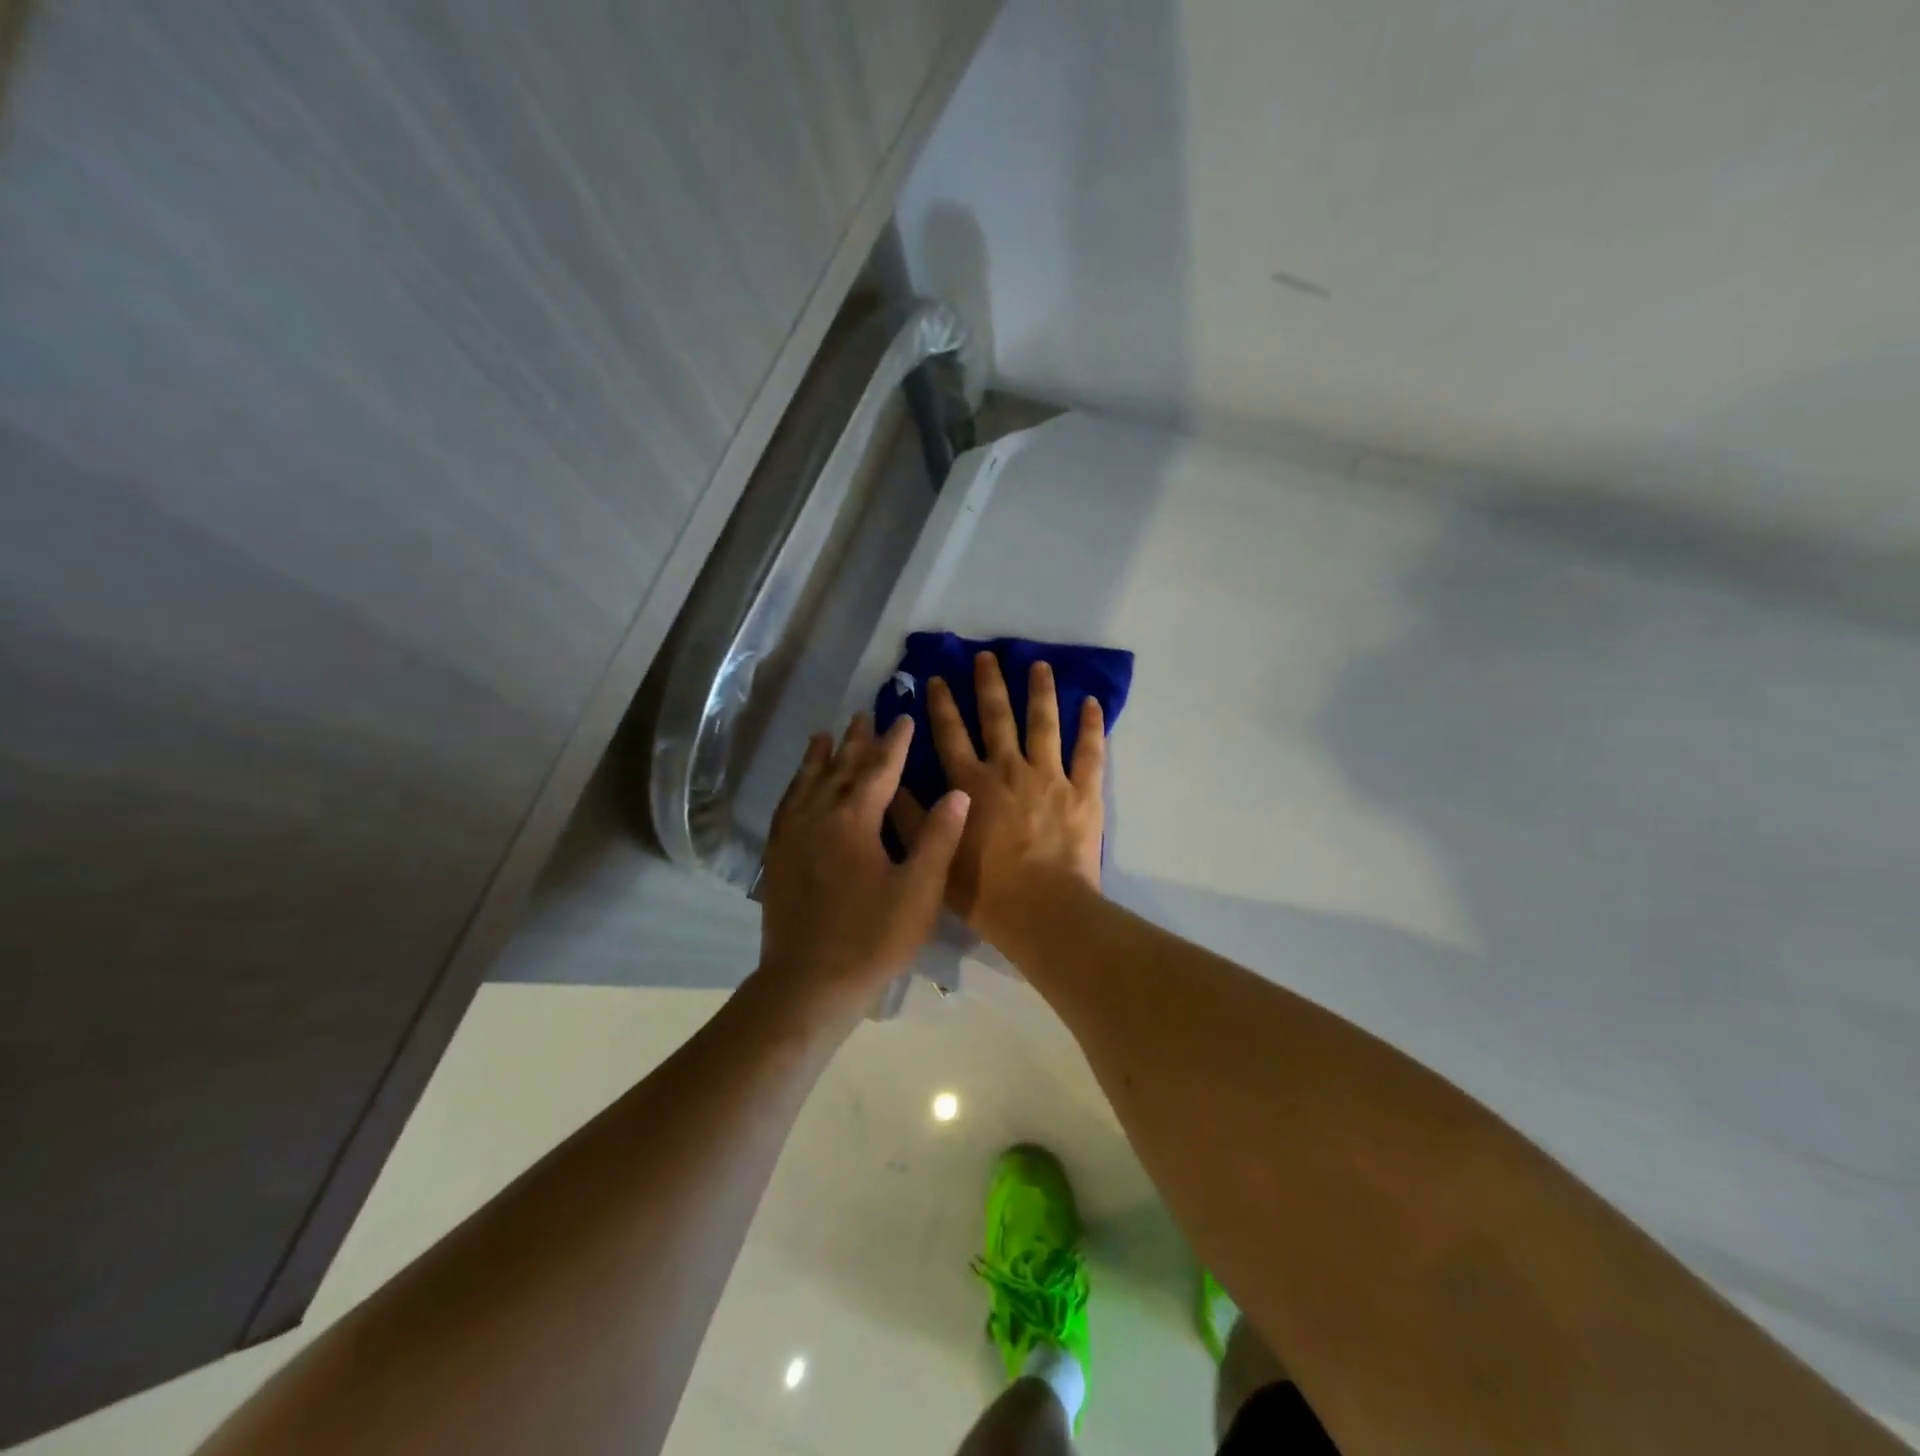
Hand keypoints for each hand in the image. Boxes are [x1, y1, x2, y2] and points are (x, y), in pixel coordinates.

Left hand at [758, 713, 969, 1018]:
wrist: (808, 984)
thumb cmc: (872, 938)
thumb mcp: (919, 891)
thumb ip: (937, 838)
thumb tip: (957, 792)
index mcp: (855, 820)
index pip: (879, 769)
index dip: (894, 743)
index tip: (903, 719)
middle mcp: (819, 817)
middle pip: (839, 768)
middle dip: (856, 741)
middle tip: (864, 715)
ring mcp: (792, 836)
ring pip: (807, 783)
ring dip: (819, 757)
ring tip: (824, 735)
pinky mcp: (777, 857)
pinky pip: (787, 807)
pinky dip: (795, 786)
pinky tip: (798, 788)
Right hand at [889, 652, 1105, 944]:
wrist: (1041, 909)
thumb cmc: (984, 890)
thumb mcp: (935, 857)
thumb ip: (912, 819)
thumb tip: (894, 784)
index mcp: (970, 784)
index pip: (950, 734)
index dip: (941, 705)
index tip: (937, 679)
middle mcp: (1007, 769)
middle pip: (997, 717)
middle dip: (989, 684)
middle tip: (987, 656)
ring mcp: (1049, 776)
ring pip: (1044, 723)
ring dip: (1041, 691)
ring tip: (1040, 665)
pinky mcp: (1083, 791)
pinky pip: (1089, 751)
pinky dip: (1092, 726)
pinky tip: (1092, 702)